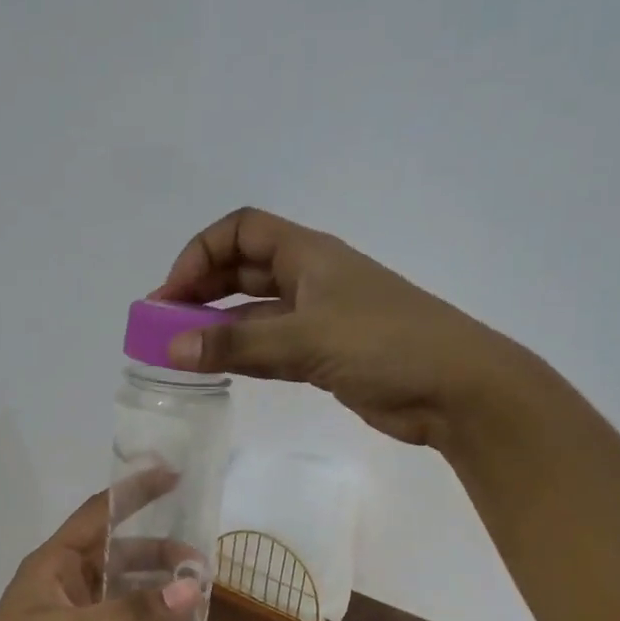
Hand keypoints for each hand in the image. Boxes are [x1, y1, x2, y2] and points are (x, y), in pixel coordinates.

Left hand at [0, 474, 201, 620]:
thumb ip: (132, 612)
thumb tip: (192, 590)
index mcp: (53, 562)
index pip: (99, 513)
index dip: (134, 493)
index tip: (173, 477)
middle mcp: (66, 582)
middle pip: (120, 555)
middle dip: (158, 555)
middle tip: (201, 565)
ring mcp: (75, 618)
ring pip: (125, 592)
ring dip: (158, 592)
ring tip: (199, 597)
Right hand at [154, 208, 518, 447]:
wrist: (457, 390)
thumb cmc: (386, 345)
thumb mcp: (306, 339)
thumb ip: (237, 345)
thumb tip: (170, 349)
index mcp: (309, 254)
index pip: (241, 230)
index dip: (200, 253)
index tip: (171, 294)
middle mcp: (310, 278)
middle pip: (242, 268)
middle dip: (199, 289)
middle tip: (161, 324)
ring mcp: (319, 317)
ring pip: (253, 311)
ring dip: (216, 325)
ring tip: (177, 350)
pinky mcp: (325, 355)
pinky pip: (270, 346)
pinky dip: (241, 353)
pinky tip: (215, 368)